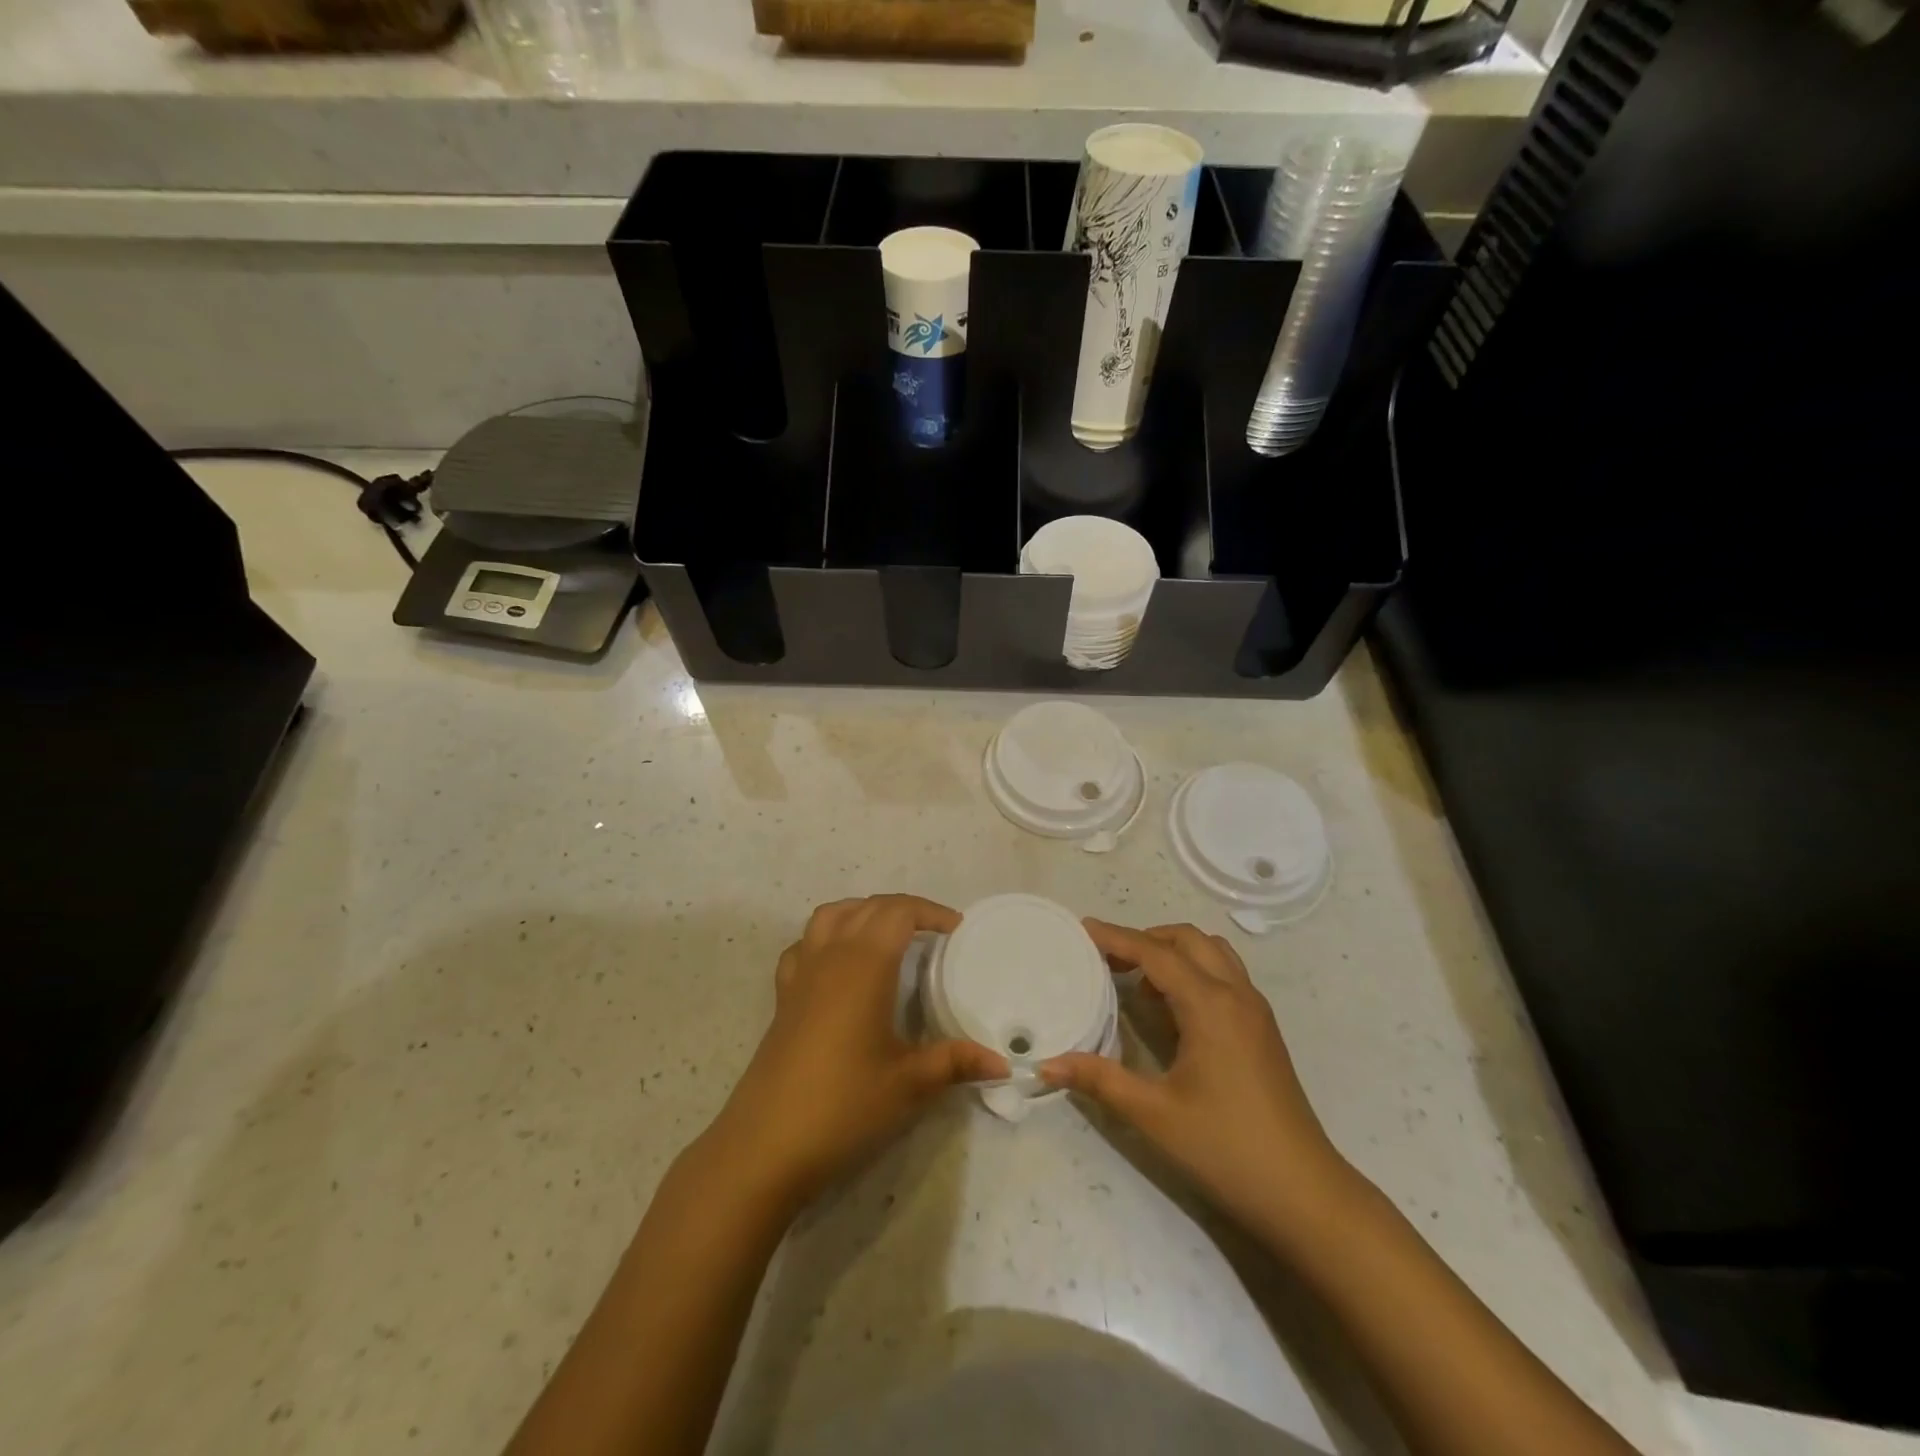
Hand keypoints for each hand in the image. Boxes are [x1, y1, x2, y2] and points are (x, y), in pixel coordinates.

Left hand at [700, 895, 1007, 1214]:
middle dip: (903, 909)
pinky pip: (804, 945)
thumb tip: (1001, 1063)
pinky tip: (839, 963)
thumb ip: (955, 1063)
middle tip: (933, 932)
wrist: (766, 1144)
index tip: (957, 929)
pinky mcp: (782, 997)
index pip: (898, 912)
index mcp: (864, 965)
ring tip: (888, 934)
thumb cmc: (844, 1105)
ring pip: (830, 915)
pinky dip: (826, 937)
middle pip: (867, 907)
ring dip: (863, 912)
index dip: (930, 912)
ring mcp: (801, 974)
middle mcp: (830, 956)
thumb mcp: (908, 1084)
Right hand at [1039, 920, 1362, 1249]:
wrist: (1305, 1194)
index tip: (1083, 929)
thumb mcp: (1154, 1115)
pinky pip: (1226, 975)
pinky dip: (1194, 970)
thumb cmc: (1226, 1148)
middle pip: (1188, 940)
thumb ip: (1100, 1079)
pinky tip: (1172, 1009)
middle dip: (1146, 938)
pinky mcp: (1263, 1029)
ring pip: (1213, 952)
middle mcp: (1236, 994)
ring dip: (1174, 951)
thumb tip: (1046, 1063)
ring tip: (1139, 979)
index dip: (1117, 937)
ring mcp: (1255, 1010)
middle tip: (1108, 957)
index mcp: (1210, 1005)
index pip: (1155, 953)